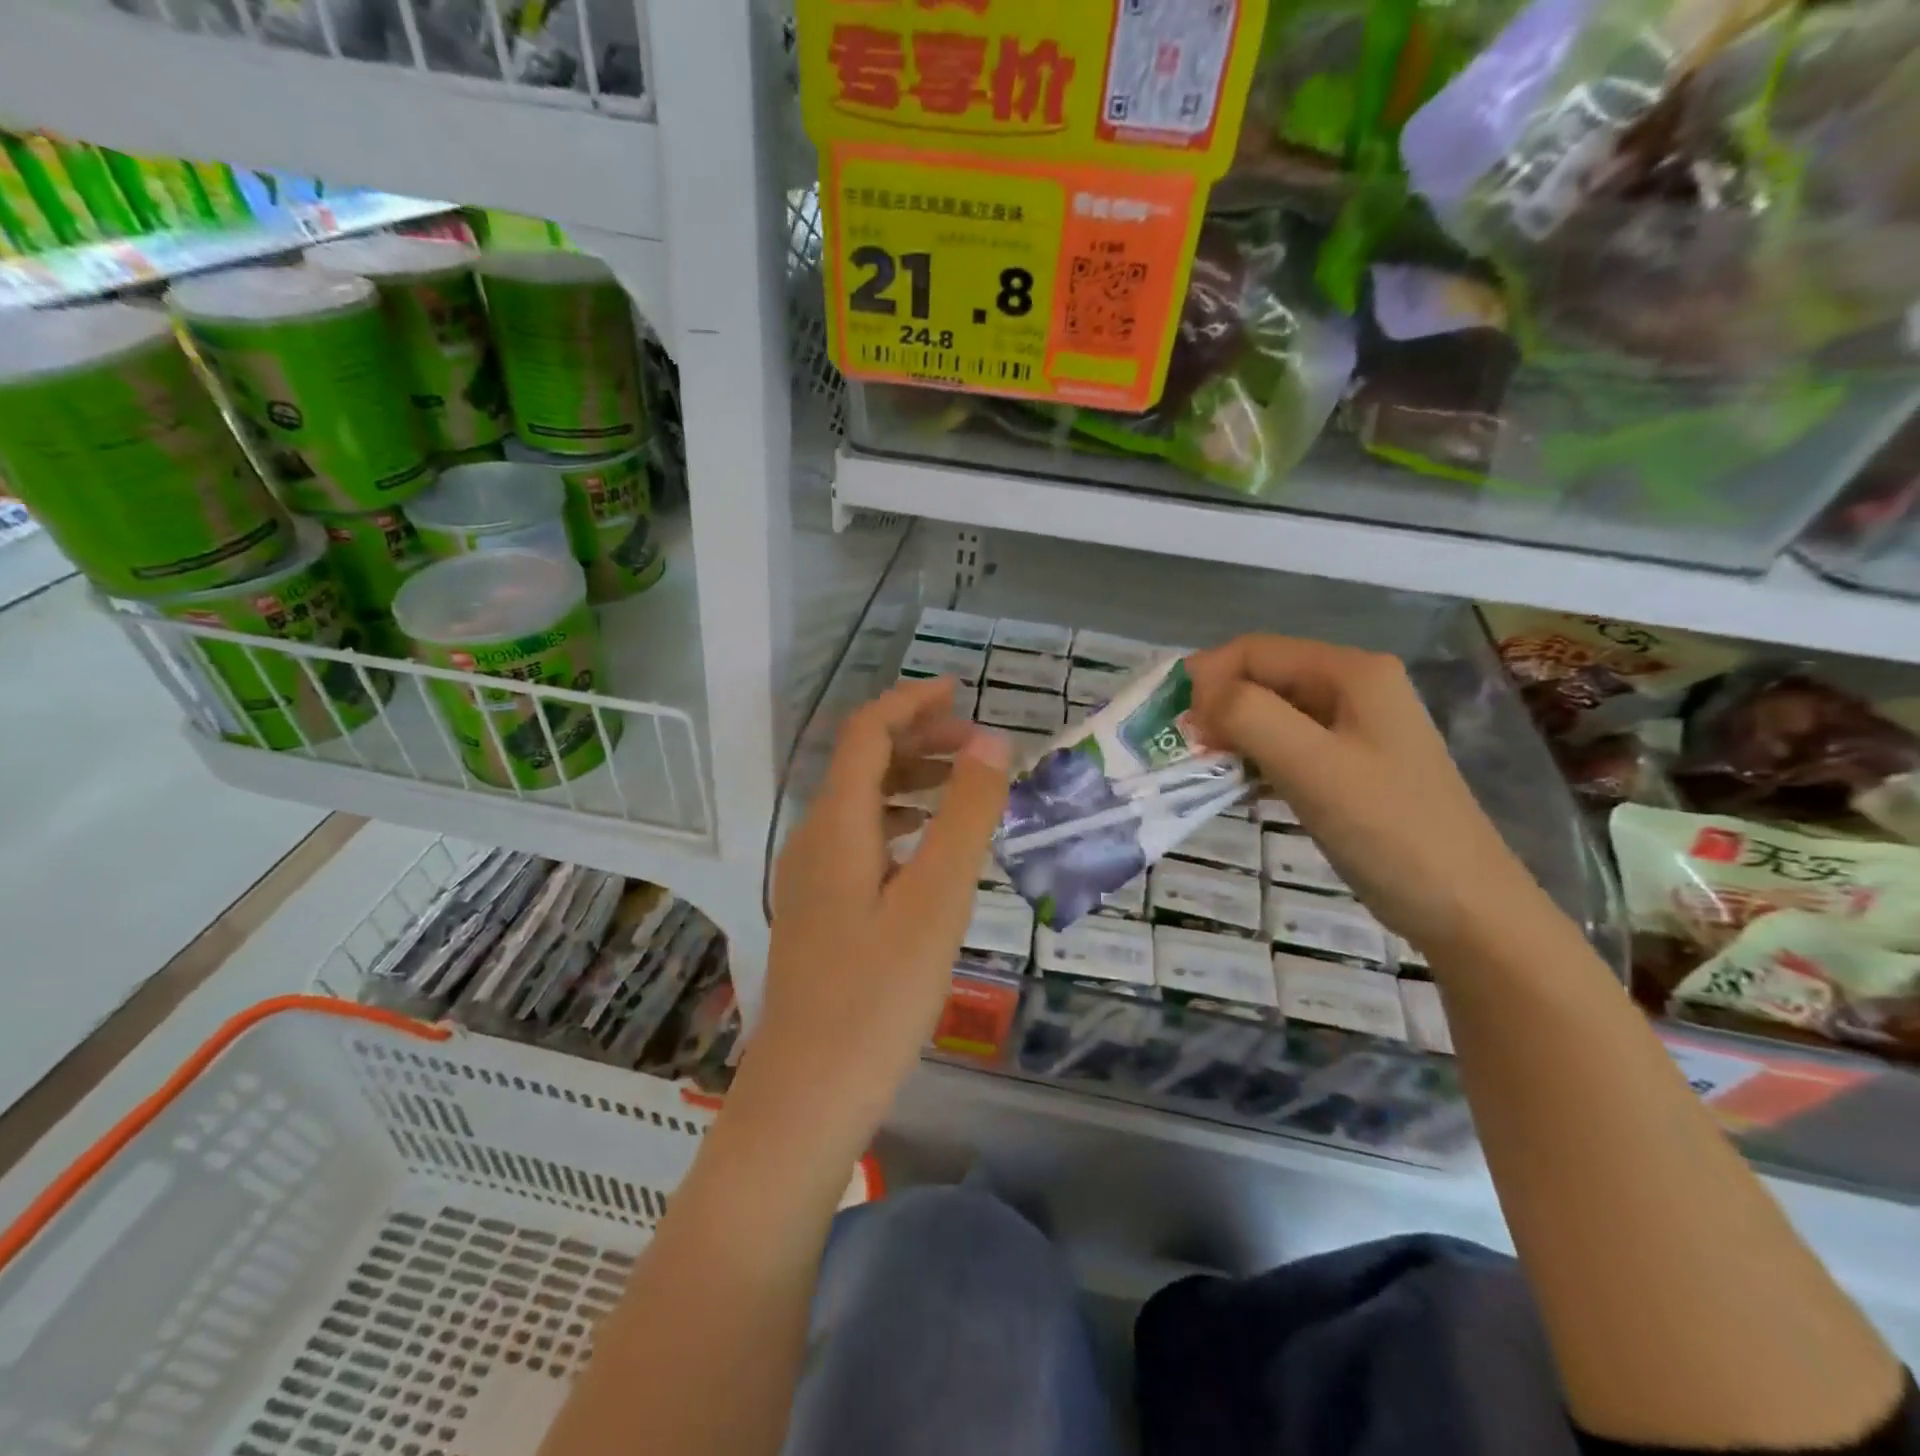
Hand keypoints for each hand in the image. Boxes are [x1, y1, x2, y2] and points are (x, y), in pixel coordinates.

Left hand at [751, 676, 1011, 1123]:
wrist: (808, 1095)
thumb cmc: (878, 996)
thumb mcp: (936, 900)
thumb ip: (965, 816)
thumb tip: (991, 743)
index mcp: (835, 825)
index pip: (866, 733)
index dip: (911, 703)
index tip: (962, 693)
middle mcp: (813, 840)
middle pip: (861, 763)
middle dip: (918, 740)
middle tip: (978, 747)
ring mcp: (811, 879)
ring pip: (861, 805)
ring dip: (911, 782)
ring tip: (965, 791)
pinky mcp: (819, 912)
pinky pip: (861, 843)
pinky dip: (901, 825)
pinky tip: (932, 854)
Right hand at [1187, 635, 1543, 958]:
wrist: (1464, 908)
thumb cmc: (1389, 830)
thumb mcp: (1312, 767)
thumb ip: (1249, 717)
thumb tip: (1197, 698)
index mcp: (1351, 672)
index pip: (1254, 651)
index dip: (1206, 678)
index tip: (1172, 724)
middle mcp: (1352, 688)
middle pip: (1261, 679)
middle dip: (1215, 708)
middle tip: (1181, 750)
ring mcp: (1352, 729)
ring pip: (1269, 715)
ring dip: (1230, 737)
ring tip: (1202, 771)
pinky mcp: (1347, 766)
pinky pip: (1284, 748)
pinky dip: (1252, 763)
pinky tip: (1235, 791)